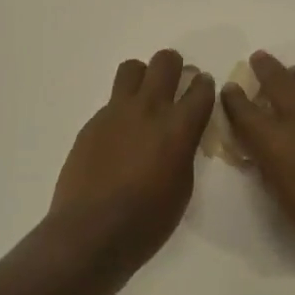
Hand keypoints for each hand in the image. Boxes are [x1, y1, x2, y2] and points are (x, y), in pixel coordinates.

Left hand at [49, 49, 216, 264]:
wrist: (91, 232)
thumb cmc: (147, 221)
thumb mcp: (182, 187)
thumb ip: (184, 151)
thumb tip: (180, 137)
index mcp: (178, 128)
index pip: (200, 89)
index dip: (204, 85)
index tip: (202, 88)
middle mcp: (148, 110)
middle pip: (164, 63)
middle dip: (174, 66)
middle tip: (175, 82)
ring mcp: (116, 113)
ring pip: (132, 69)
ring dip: (143, 76)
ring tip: (144, 98)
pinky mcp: (92, 124)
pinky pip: (111, 102)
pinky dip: (121, 110)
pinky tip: (120, 137)